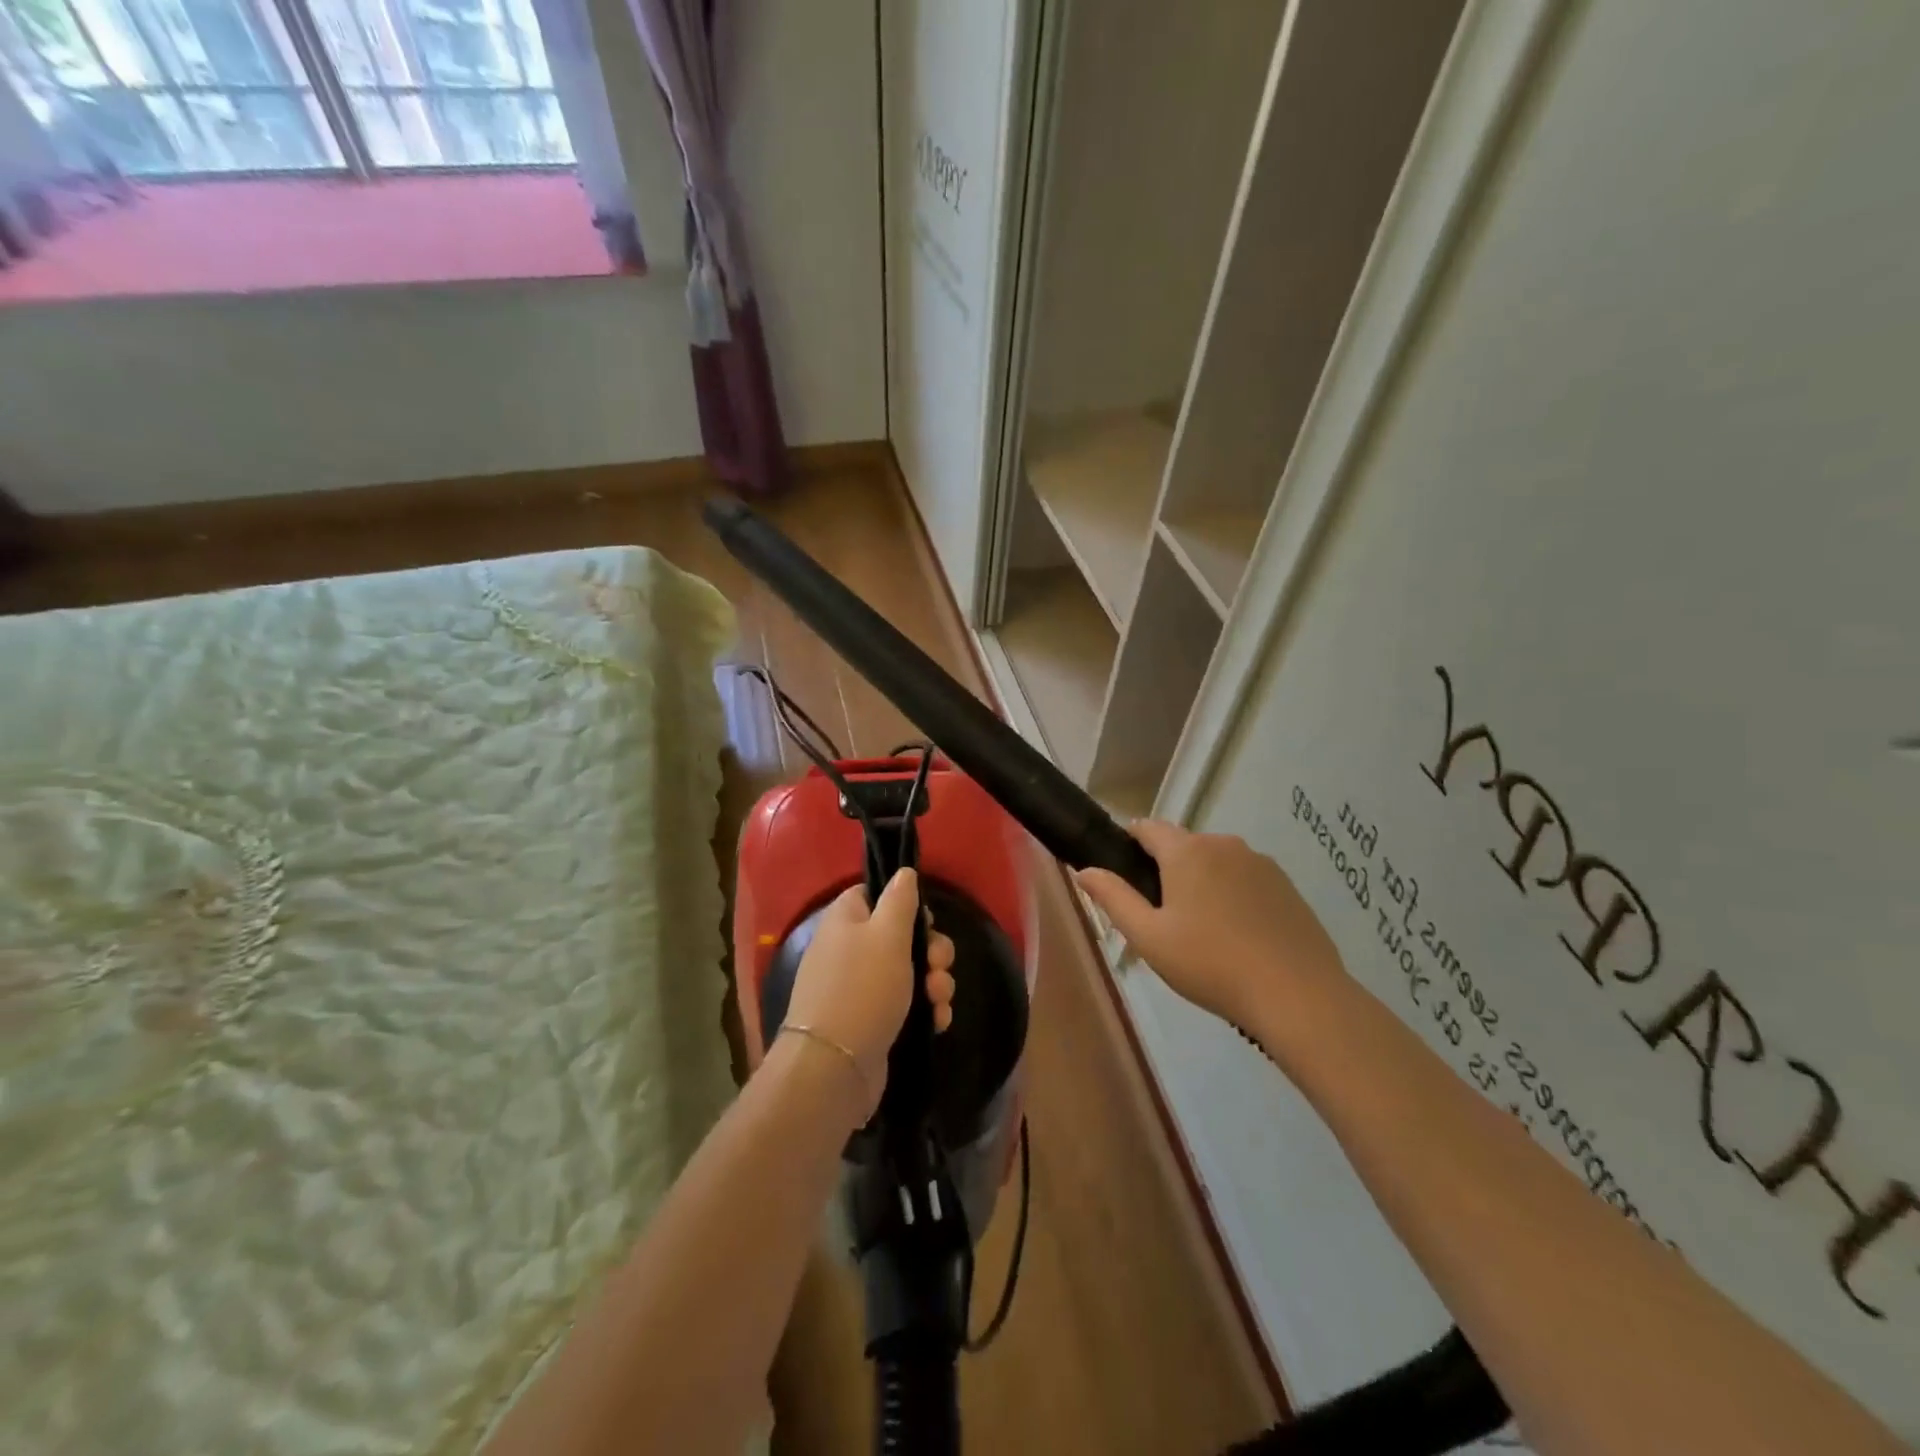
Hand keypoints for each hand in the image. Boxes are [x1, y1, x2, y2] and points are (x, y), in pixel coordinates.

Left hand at [782, 869, 955, 1119]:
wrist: (835, 1067)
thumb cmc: (863, 988)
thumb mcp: (887, 934)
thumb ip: (900, 899)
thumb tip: (904, 872)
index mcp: (846, 919)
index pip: (875, 894)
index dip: (905, 903)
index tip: (925, 921)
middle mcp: (849, 949)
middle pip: (900, 935)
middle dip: (931, 951)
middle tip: (939, 966)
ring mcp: (859, 987)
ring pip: (909, 972)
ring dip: (934, 983)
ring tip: (939, 1000)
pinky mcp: (871, 1020)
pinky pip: (905, 1004)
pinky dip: (924, 1010)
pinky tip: (937, 1022)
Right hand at [1076, 820, 1346, 1030]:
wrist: (1297, 995)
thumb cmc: (1211, 964)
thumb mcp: (1149, 937)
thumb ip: (1113, 897)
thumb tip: (1084, 870)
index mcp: (1187, 851)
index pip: (1147, 827)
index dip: (1129, 844)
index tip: (1124, 875)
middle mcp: (1224, 844)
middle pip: (1183, 845)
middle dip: (1166, 870)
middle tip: (1161, 918)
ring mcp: (1261, 863)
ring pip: (1216, 862)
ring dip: (1202, 883)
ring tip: (1202, 932)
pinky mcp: (1287, 885)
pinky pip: (1245, 879)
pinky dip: (1233, 896)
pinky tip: (1237, 936)